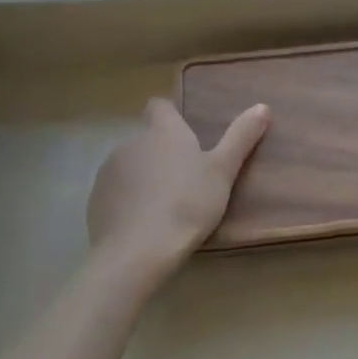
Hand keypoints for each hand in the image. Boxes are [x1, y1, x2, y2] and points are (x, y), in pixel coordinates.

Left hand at [86, 98, 269, 281]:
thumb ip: (241, 138)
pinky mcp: (95, 202)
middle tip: (186, 179)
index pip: (159, 106)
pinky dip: (128, 202)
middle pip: (146, 139)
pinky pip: (116, 193)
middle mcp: (131, 143)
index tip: (185, 133)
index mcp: (163, 132)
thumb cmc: (186, 204)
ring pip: (130, 166)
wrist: (136, 252)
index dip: (170, 115)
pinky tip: (144, 225)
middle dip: (162, 153)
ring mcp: (109, 173)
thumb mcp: (223, 171)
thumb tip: (262, 106)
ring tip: (166, 206)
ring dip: (144, 177)